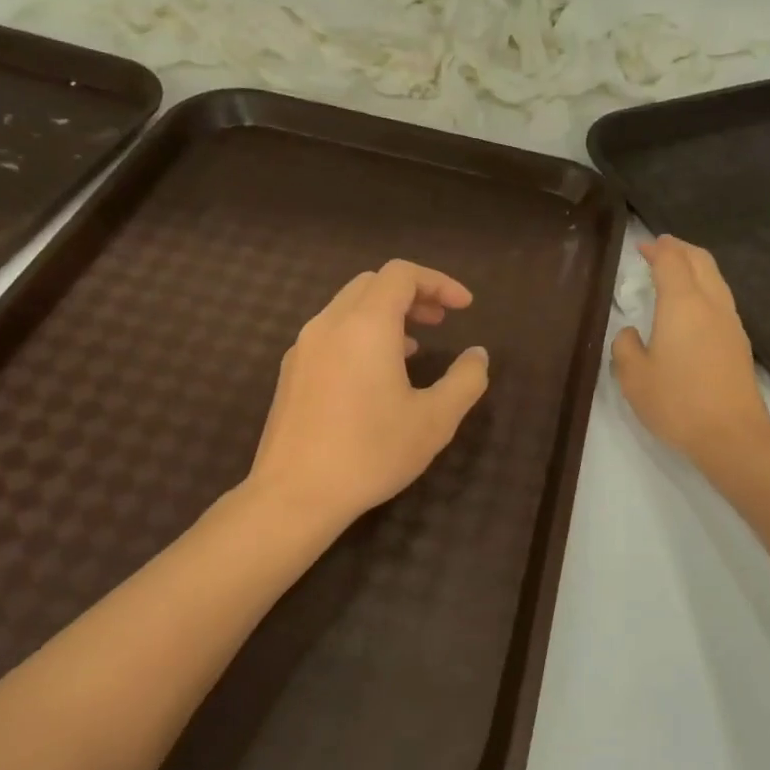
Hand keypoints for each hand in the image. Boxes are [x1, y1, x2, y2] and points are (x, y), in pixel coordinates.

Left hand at [249, 260, 490, 531]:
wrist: (295, 494)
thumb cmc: (371, 452)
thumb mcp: (435, 420)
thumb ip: (465, 381)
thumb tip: (478, 355)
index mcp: (366, 325)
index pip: (401, 274)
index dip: (438, 282)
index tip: (464, 308)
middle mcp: (329, 324)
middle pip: (373, 284)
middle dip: (412, 294)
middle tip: (441, 322)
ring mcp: (304, 347)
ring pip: (348, 307)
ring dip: (386, 315)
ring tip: (415, 347)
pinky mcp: (291, 372)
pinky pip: (331, 333)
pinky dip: (360, 335)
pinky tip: (375, 375)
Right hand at [611, 236, 769, 467]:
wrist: (732, 434)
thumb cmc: (677, 402)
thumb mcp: (634, 378)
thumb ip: (625, 347)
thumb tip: (630, 332)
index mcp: (682, 304)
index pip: (671, 262)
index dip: (657, 249)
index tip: (643, 246)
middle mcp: (711, 304)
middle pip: (700, 261)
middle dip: (680, 249)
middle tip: (661, 247)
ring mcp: (730, 322)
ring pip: (715, 278)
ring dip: (695, 266)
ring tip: (677, 269)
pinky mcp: (739, 342)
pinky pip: (721, 298)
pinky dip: (705, 287)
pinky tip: (693, 304)